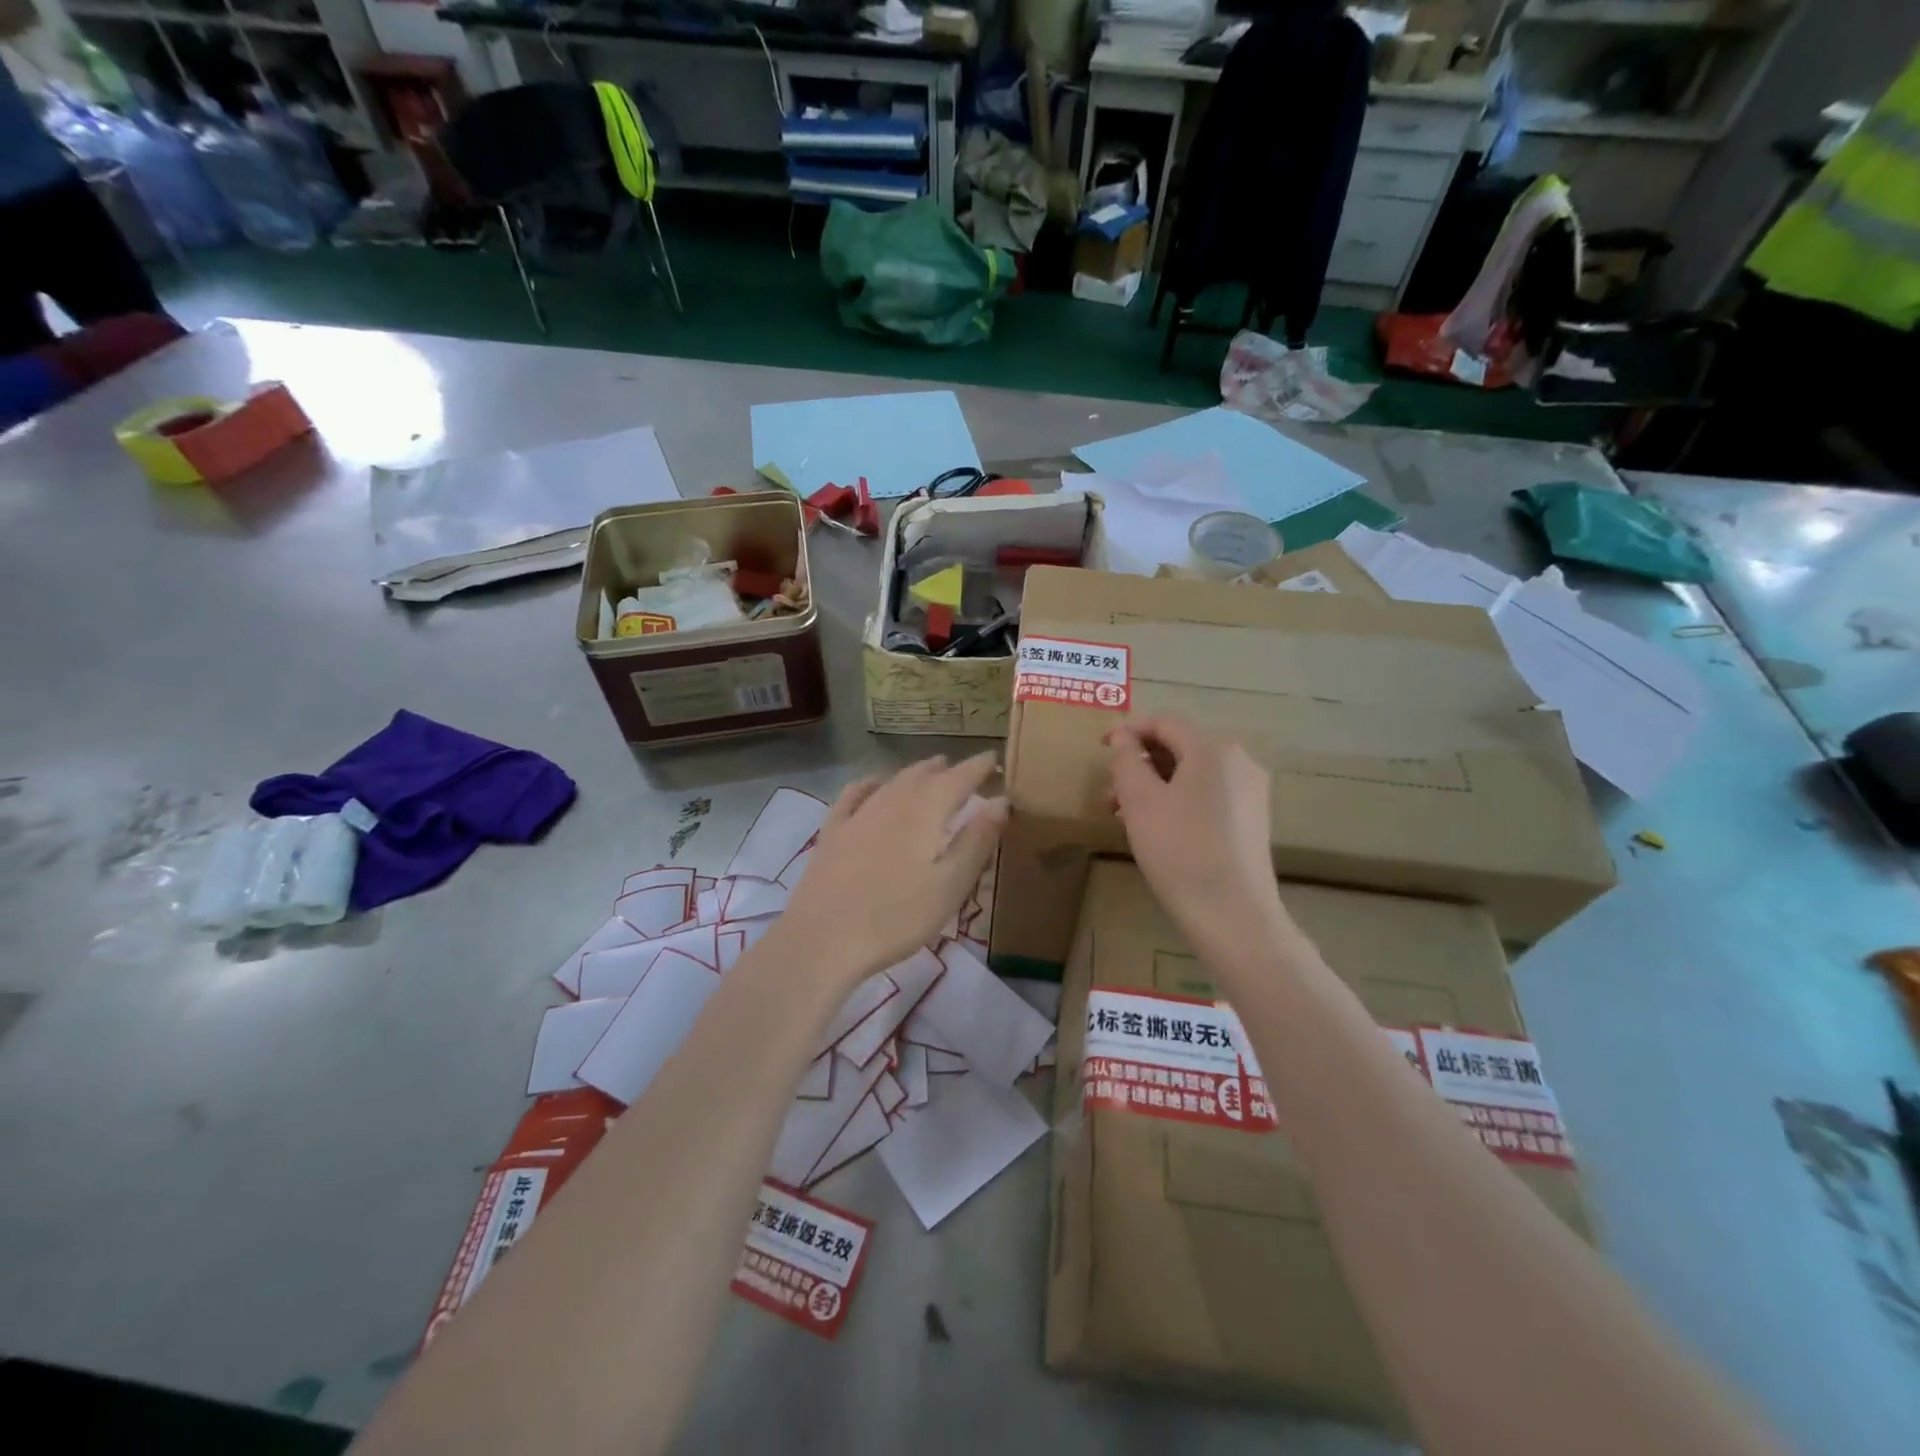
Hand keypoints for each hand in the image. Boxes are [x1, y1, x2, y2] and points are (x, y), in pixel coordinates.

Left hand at [780, 754, 1005, 986]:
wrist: (823, 939)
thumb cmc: (897, 917)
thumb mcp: (950, 885)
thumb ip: (977, 840)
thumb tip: (1002, 800)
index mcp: (925, 811)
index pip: (959, 777)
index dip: (979, 767)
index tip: (996, 759)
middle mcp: (891, 801)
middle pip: (924, 775)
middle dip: (949, 769)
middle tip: (968, 771)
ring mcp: (858, 815)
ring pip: (892, 781)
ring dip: (916, 772)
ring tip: (932, 770)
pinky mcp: (832, 832)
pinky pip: (854, 794)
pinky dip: (871, 783)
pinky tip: (874, 784)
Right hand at [1107, 716, 1295, 959]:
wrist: (1233, 915)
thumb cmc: (1179, 850)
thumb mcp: (1140, 801)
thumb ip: (1127, 760)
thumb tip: (1124, 738)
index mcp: (1213, 749)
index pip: (1165, 722)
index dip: (1128, 731)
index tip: (1100, 749)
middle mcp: (1239, 761)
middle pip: (1179, 747)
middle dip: (1140, 764)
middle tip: (1108, 793)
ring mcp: (1250, 791)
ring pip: (1191, 773)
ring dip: (1154, 785)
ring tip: (1124, 816)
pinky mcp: (1252, 819)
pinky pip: (1207, 794)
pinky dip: (1176, 800)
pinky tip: (1156, 829)